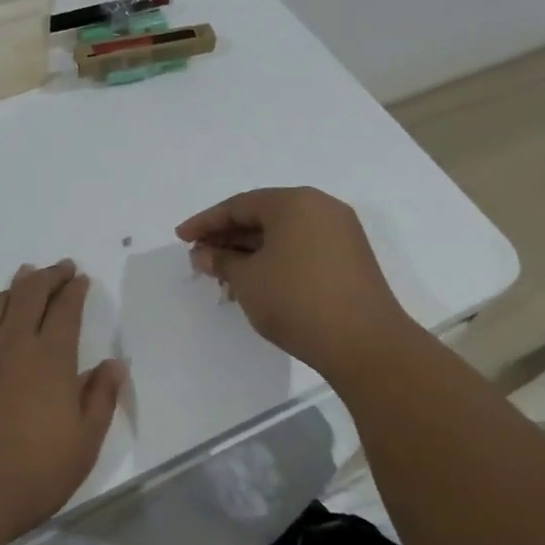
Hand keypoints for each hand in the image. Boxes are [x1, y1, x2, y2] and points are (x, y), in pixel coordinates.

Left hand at [0, 260, 125, 542]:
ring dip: (14, 287)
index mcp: (51, 357)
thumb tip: (114, 364)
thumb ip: (100, 398)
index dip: (75, 289)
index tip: (81, 278)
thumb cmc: (29, 474)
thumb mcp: (83, 444)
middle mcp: (12, 343)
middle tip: (59, 267)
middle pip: (30, 293)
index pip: (66, 309)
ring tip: (23, 280)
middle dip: (48, 275)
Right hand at [176, 188, 414, 376]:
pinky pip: (302, 248)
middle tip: (200, 257)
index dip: (206, 222)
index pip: (240, 205)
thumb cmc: (296, 300)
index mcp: (295, 202)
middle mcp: (321, 208)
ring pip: (284, 234)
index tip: (181, 238)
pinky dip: (276, 259)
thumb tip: (203, 253)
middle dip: (228, 236)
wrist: (364, 342)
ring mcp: (340, 233)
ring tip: (223, 273)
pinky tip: (256, 281)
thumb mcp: (248, 280)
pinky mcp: (351, 259)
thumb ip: (222, 261)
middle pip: (263, 215)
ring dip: (250, 250)